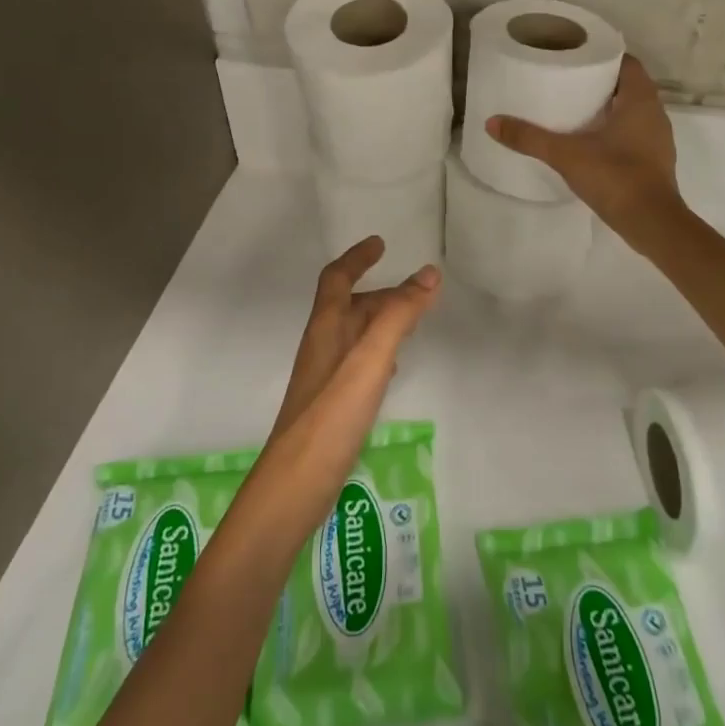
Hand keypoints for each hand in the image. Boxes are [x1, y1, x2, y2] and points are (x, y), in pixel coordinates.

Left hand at [251, 238, 440, 533]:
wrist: (296, 482)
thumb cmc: (332, 413)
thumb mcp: (371, 358)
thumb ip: (399, 315)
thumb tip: (428, 273)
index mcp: (326, 327)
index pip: (337, 279)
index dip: (357, 258)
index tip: (380, 243)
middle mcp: (323, 345)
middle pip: (349, 305)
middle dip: (380, 292)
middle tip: (416, 291)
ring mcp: (325, 376)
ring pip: (355, 334)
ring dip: (381, 320)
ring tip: (412, 322)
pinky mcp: (332, 403)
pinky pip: (358, 362)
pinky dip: (379, 352)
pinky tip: (392, 369)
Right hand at [487, 54, 684, 250]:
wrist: (651, 223)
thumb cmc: (615, 176)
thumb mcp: (566, 154)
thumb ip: (529, 138)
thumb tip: (492, 123)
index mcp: (640, 99)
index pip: (627, 62)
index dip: (604, 57)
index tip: (577, 58)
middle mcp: (655, 113)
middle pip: (628, 86)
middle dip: (601, 82)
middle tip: (568, 82)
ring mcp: (658, 139)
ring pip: (633, 111)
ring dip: (609, 108)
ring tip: (575, 109)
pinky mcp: (655, 161)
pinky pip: (635, 134)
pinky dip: (615, 131)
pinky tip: (591, 142)